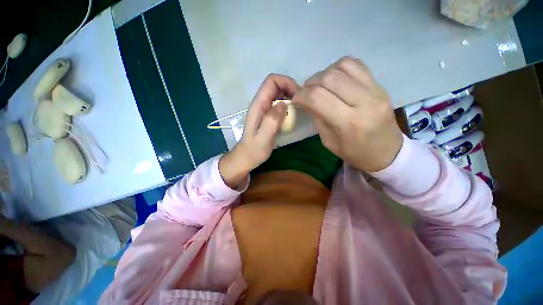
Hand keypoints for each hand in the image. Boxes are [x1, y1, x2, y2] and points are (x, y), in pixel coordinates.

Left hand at [219, 74, 298, 187]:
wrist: (247, 157)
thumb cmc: (254, 149)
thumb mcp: (263, 137)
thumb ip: (272, 120)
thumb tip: (284, 104)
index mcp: (258, 105)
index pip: (271, 81)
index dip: (286, 82)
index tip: (298, 96)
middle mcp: (260, 103)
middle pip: (276, 85)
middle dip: (290, 88)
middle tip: (300, 102)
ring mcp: (264, 109)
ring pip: (278, 93)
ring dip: (290, 96)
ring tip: (298, 108)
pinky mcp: (268, 115)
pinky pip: (279, 103)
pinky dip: (288, 104)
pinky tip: (292, 114)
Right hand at [292, 57, 402, 171]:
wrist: (388, 152)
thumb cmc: (355, 153)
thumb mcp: (329, 142)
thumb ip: (318, 118)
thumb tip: (307, 100)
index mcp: (349, 123)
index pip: (318, 97)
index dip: (301, 95)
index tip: (296, 99)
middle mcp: (364, 102)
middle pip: (329, 78)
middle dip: (310, 83)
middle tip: (306, 92)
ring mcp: (375, 90)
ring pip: (343, 66)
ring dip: (324, 73)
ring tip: (320, 85)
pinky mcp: (380, 85)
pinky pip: (356, 65)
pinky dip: (339, 68)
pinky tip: (335, 80)